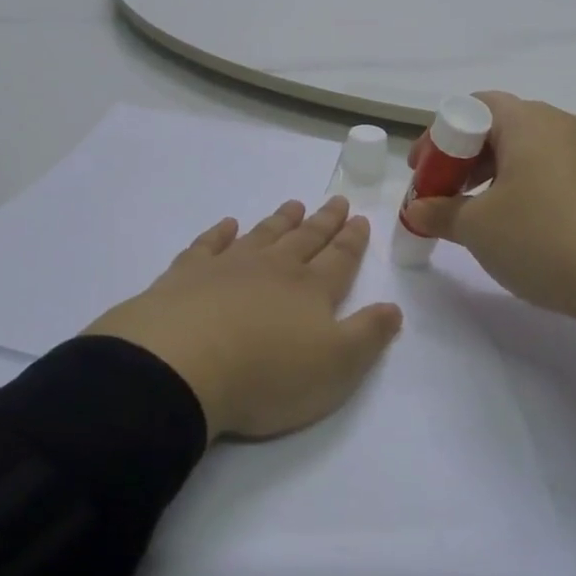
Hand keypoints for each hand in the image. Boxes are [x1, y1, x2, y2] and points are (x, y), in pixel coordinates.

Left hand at [84, 196, 402, 440]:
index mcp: (311, 290)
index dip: (352, 240)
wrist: (183, 365)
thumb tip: (393, 307)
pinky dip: (219, 233)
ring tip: (294, 204)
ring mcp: (228, 266)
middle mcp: (273, 269)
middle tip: (337, 200)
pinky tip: (227, 225)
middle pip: (305, 239)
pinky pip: (208, 244)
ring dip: (281, 221)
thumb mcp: (336, 366)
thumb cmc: (267, 374)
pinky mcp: (187, 274)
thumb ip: (368, 335)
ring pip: (262, 235)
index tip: (360, 219)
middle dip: (324, 221)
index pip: (339, 258)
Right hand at [402, 93, 575, 364]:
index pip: (473, 105)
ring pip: (531, 152)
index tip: (424, 173)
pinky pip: (558, 173)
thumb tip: (418, 210)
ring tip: (483, 216)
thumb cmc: (545, 238)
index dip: (439, 137)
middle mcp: (563, 125)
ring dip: (497, 176)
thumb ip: (440, 213)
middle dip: (465, 159)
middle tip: (446, 195)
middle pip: (501, 127)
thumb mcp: (478, 228)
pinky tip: (526, 229)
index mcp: (528, 121)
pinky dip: (530, 190)